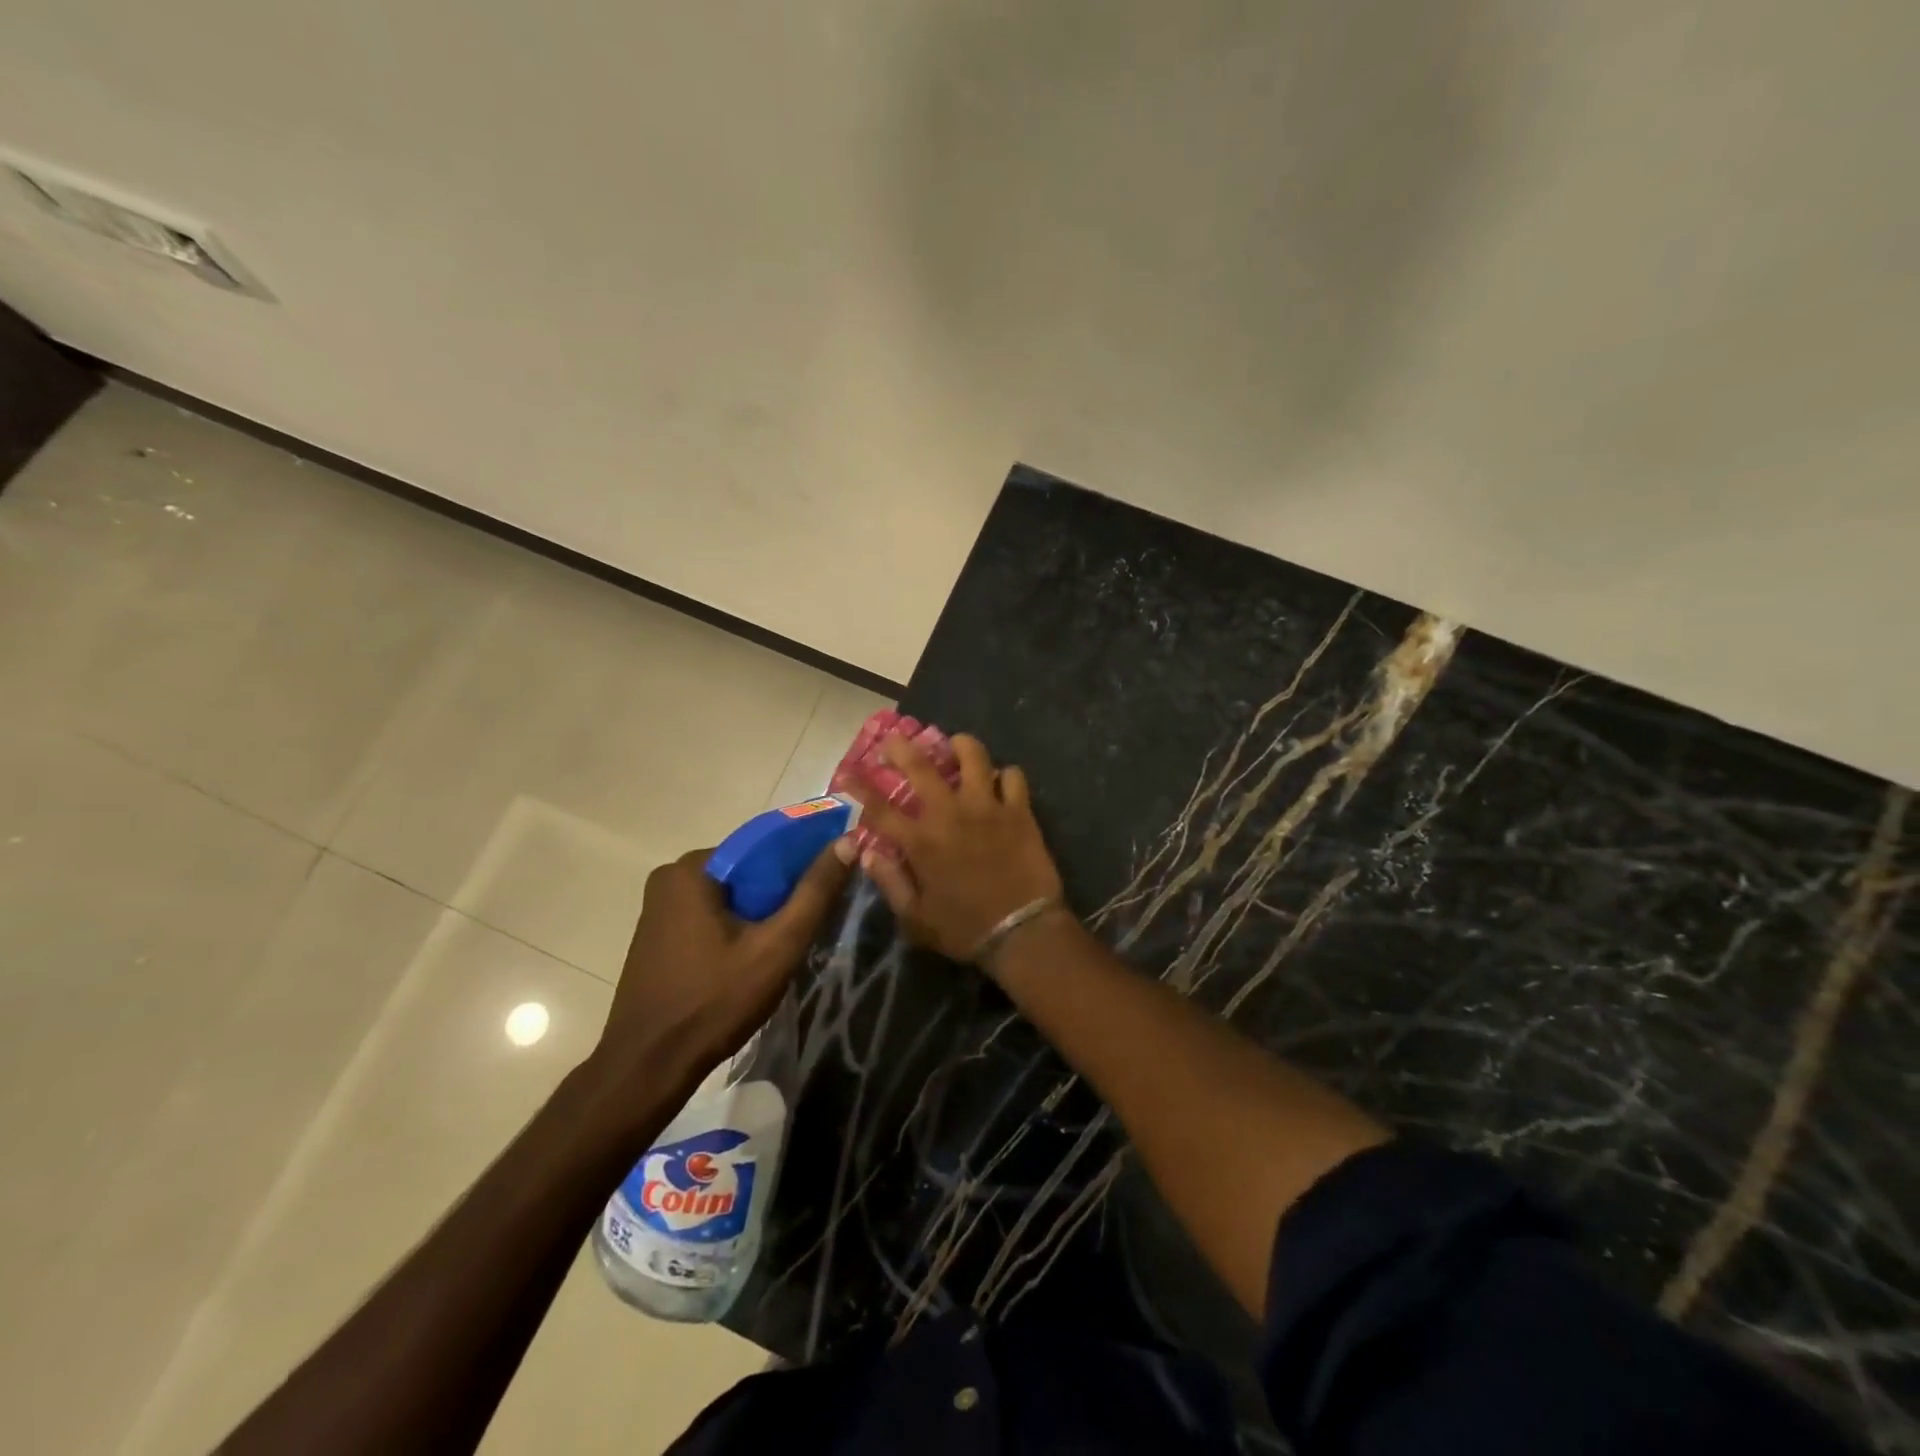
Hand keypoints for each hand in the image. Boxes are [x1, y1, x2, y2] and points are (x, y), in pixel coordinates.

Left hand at [594, 846, 848, 1088]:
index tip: (828, 888)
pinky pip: (709, 916)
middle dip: (779, 894)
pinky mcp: (657, 936)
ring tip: (786, 945)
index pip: (763, 848)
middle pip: (746, 872)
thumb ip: (815, 892)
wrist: (648, 1067)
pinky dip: (736, 928)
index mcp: (692, 868)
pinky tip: (754, 957)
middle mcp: (670, 877)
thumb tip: (849, 840)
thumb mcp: (778, 946)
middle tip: (809, 925)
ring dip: (759, 914)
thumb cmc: (715, 1001)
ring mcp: (659, 908)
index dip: (801, 864)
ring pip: (729, 897)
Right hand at [842, 733, 1066, 964]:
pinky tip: (999, 782)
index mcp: (921, 842)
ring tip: (956, 746)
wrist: (1023, 933)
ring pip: (973, 756)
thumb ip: (890, 883)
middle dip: (902, 747)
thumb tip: (868, 854)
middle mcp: (950, 814)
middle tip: (894, 739)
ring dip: (960, 746)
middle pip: (921, 767)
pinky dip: (1004, 776)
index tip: (846, 771)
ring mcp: (988, 807)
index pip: (879, 808)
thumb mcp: (916, 919)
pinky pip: (1012, 776)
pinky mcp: (1019, 811)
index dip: (859, 787)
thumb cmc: (965, 929)